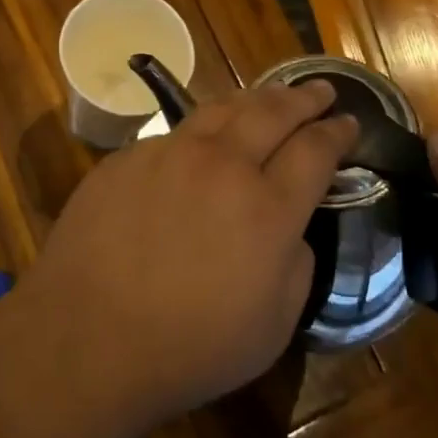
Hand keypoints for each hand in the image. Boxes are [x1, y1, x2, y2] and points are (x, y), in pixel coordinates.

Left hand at [29, 81, 356, 429]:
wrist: (88, 337)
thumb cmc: (190, 347)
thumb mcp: (274, 325)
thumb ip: (295, 264)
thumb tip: (288, 228)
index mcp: (268, 208)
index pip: (315, 151)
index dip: (338, 133)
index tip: (350, 123)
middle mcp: (221, 166)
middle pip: (273, 113)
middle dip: (304, 98)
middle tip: (322, 90)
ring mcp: (168, 155)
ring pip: (220, 109)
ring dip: (254, 100)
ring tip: (269, 98)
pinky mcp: (125, 158)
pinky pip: (173, 134)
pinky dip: (201, 132)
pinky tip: (201, 142)